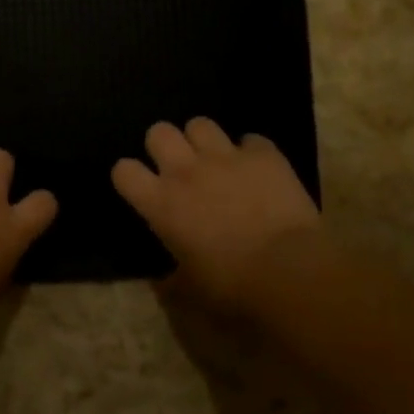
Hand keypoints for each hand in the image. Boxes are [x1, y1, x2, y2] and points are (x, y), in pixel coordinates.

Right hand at [112, 118, 321, 312]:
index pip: (123, 170)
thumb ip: (171, 277)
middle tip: (179, 167)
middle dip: (165, 145)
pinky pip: (251, 140)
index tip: (142, 188)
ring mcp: (225, 157)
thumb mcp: (190, 289)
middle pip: (159, 132)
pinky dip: (252, 153)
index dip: (130, 176)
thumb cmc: (233, 286)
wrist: (290, 272)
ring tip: (217, 161)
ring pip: (200, 124)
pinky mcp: (264, 155)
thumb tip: (164, 279)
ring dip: (204, 141)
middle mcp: (186, 171)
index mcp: (161, 203)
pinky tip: (259, 170)